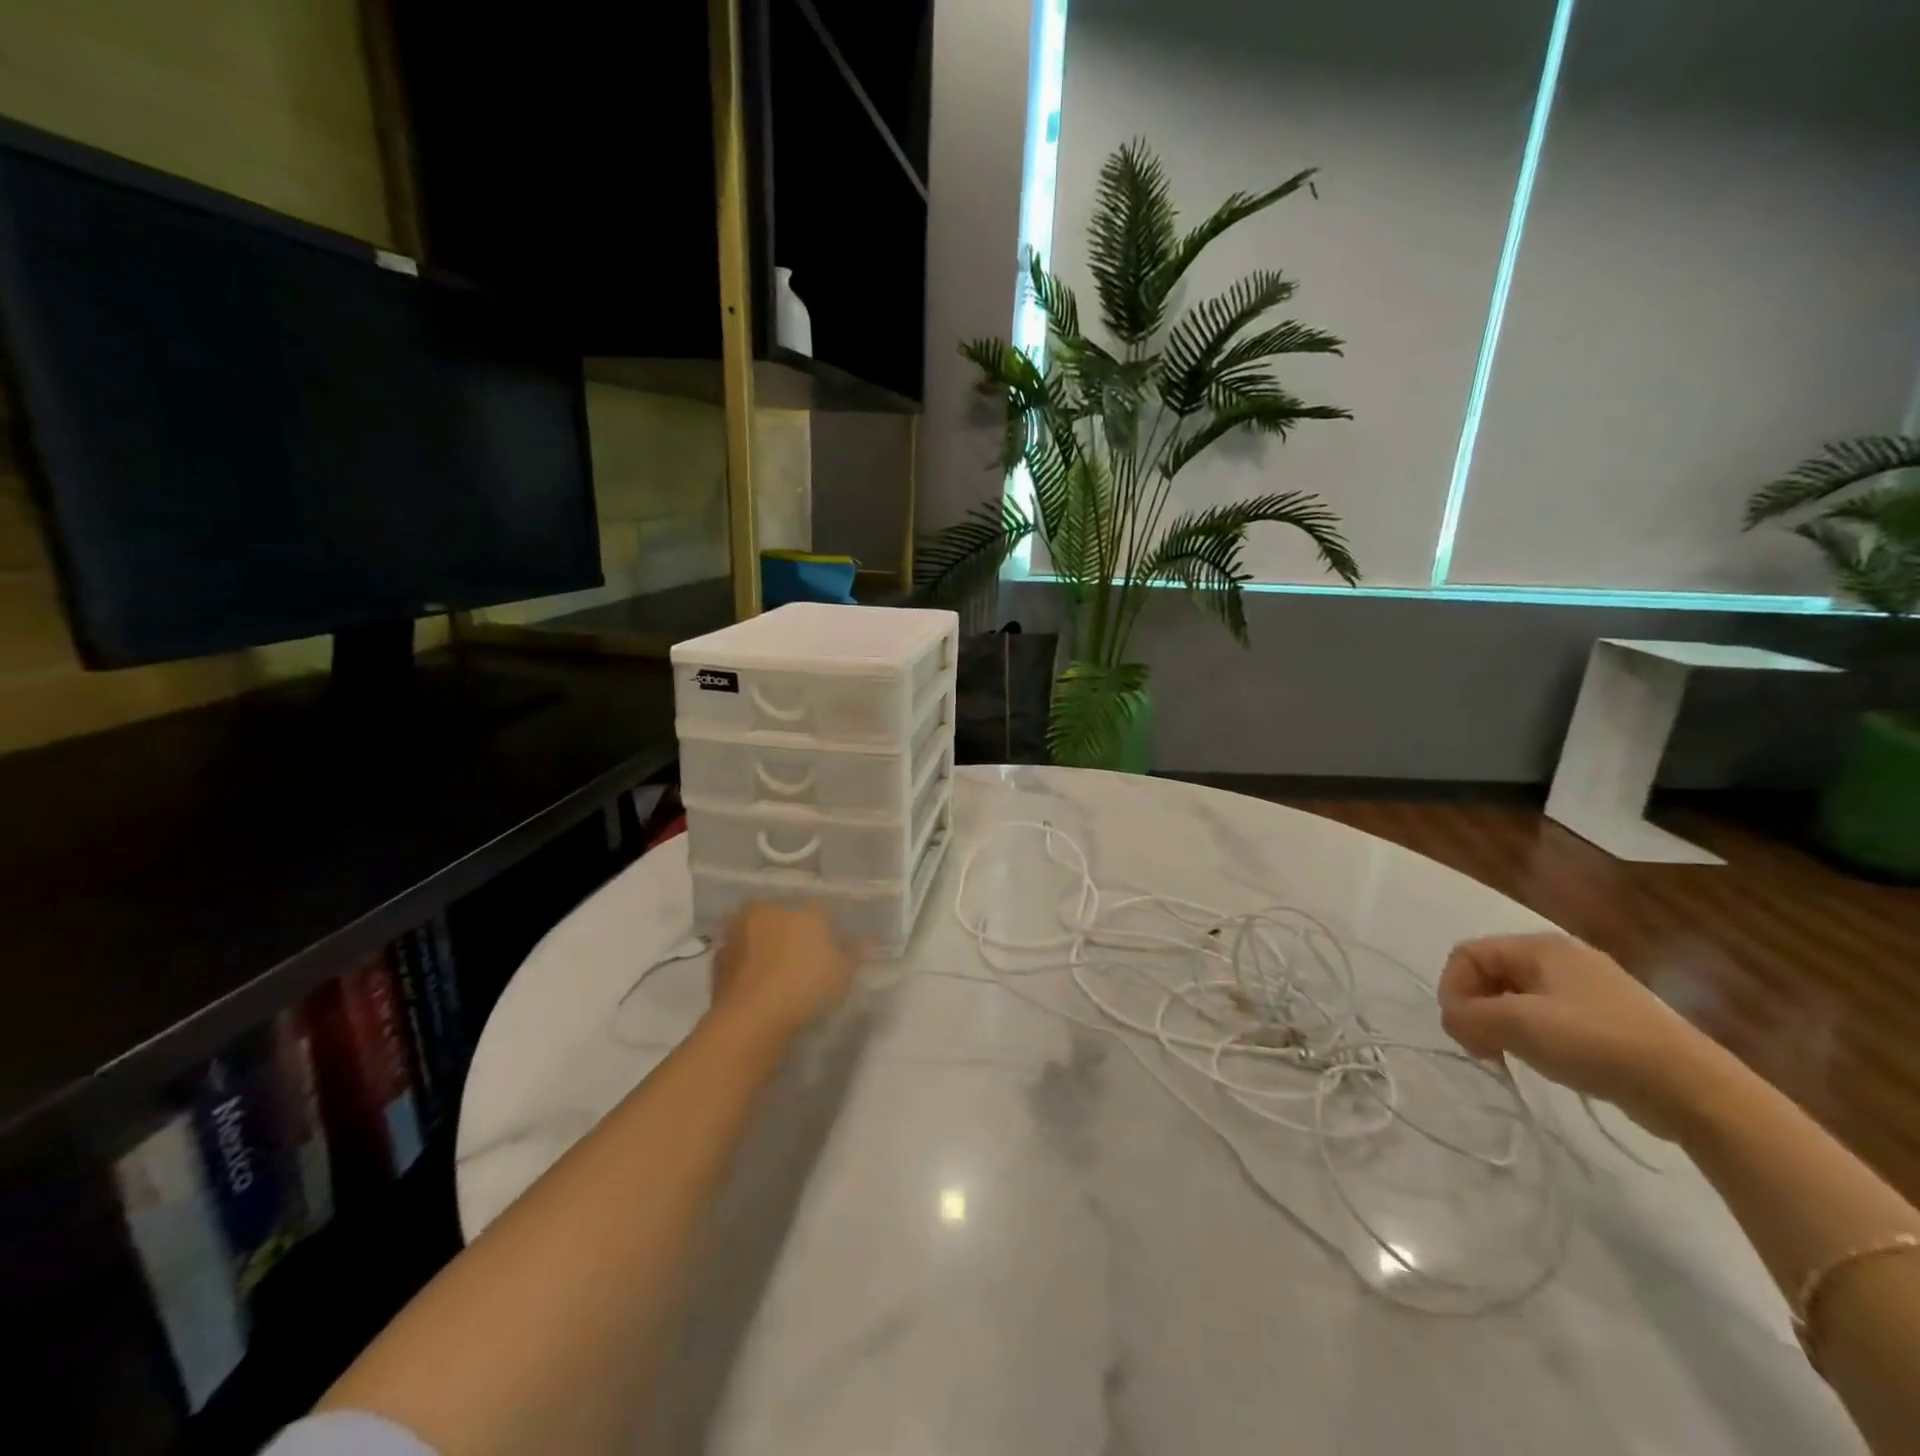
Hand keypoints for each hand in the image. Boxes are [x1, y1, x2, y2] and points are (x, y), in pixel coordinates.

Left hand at [709, 901, 858, 1041]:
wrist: (751, 1019)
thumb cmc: (805, 986)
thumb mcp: (843, 972)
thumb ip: (854, 953)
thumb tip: (865, 941)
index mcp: (802, 908)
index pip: (820, 907)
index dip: (828, 924)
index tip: (833, 942)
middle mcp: (768, 910)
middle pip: (783, 914)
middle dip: (790, 928)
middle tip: (801, 953)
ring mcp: (738, 932)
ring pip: (757, 932)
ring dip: (764, 944)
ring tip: (776, 970)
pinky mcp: (718, 959)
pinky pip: (739, 956)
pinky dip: (747, 965)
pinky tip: (757, 983)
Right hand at [1438, 933, 1737, 1136]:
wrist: (1693, 1090)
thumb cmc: (1596, 1043)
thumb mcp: (1517, 1025)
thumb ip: (1467, 1016)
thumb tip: (1453, 1020)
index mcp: (1539, 946)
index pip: (1467, 954)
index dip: (1453, 989)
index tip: (1462, 1031)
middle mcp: (1562, 957)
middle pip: (1490, 974)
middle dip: (1476, 1009)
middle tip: (1482, 1048)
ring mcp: (1589, 988)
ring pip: (1517, 997)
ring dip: (1501, 1025)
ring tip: (1510, 1057)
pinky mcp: (1608, 1020)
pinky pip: (1548, 1016)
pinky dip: (1533, 1036)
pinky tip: (1546, 1061)